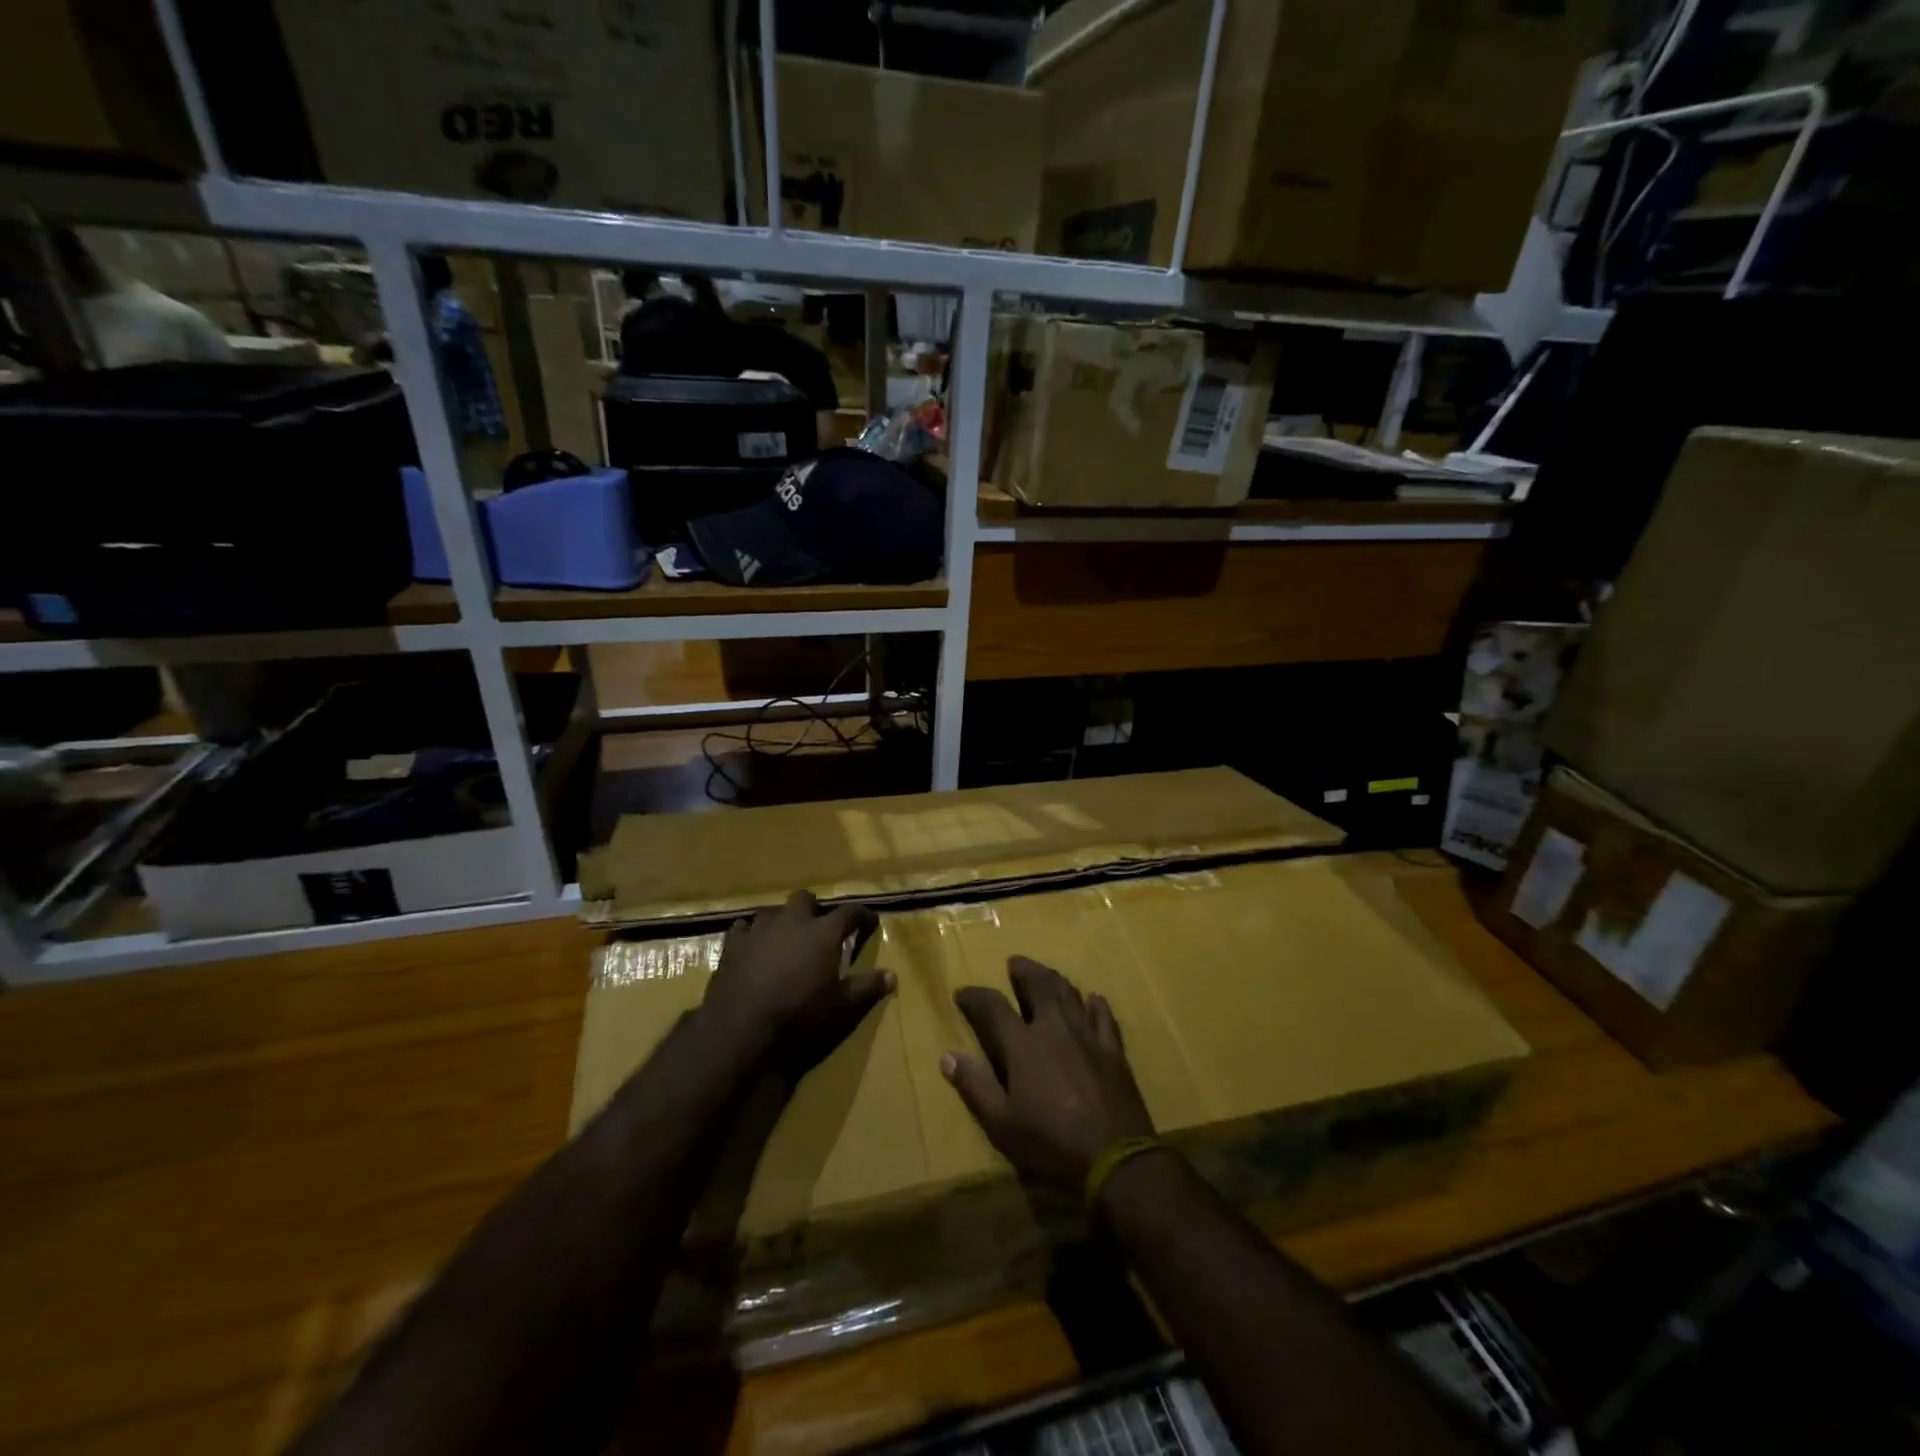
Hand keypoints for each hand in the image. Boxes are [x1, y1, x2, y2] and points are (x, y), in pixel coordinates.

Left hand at [702, 890, 892, 1079]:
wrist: (740, 1028)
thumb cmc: (799, 1015)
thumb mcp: (842, 1007)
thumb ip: (867, 988)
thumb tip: (892, 976)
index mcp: (823, 932)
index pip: (850, 912)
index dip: (862, 916)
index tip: (870, 922)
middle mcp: (792, 921)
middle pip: (806, 899)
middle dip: (815, 909)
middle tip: (821, 927)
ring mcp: (759, 929)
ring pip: (774, 911)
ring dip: (783, 920)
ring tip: (787, 937)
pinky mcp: (732, 945)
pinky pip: (743, 928)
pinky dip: (752, 934)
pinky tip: (753, 946)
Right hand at [942, 956, 1155, 1197]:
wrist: (1115, 1161)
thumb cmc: (1051, 1144)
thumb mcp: (1002, 1124)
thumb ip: (976, 1086)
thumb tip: (949, 1056)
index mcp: (1023, 1044)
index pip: (993, 1007)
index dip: (976, 997)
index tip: (963, 993)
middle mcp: (1054, 1029)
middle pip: (1039, 986)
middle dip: (1024, 972)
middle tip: (1014, 963)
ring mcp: (1088, 1036)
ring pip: (1070, 995)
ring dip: (1054, 979)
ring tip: (1046, 974)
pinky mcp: (1113, 1052)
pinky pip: (1104, 1018)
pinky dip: (1096, 1005)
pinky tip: (1094, 999)